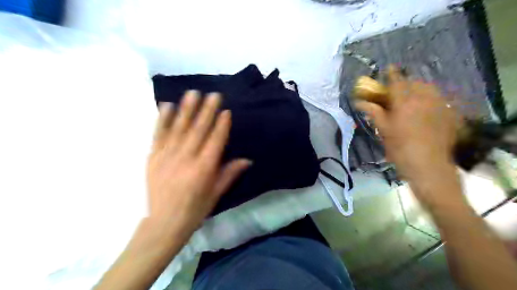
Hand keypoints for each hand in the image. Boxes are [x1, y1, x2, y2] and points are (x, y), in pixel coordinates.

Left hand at [146, 90, 251, 239]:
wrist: (161, 224)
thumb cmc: (194, 211)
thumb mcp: (215, 195)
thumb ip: (229, 174)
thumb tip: (246, 160)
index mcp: (204, 168)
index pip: (215, 141)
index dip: (221, 125)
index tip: (226, 111)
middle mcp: (186, 158)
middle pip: (198, 130)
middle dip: (207, 110)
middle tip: (213, 94)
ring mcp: (167, 156)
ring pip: (179, 128)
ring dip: (187, 109)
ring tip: (193, 93)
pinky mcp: (153, 157)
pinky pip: (158, 134)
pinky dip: (163, 119)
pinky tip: (167, 106)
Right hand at [356, 67, 459, 181]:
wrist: (428, 166)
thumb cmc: (400, 148)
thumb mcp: (383, 130)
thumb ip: (373, 112)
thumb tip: (359, 102)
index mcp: (404, 102)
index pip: (397, 81)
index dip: (392, 73)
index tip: (388, 68)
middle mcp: (423, 99)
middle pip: (414, 83)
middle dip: (405, 82)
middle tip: (397, 91)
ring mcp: (439, 105)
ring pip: (428, 89)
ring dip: (418, 89)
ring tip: (411, 98)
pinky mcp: (449, 113)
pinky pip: (438, 99)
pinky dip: (429, 98)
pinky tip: (424, 108)